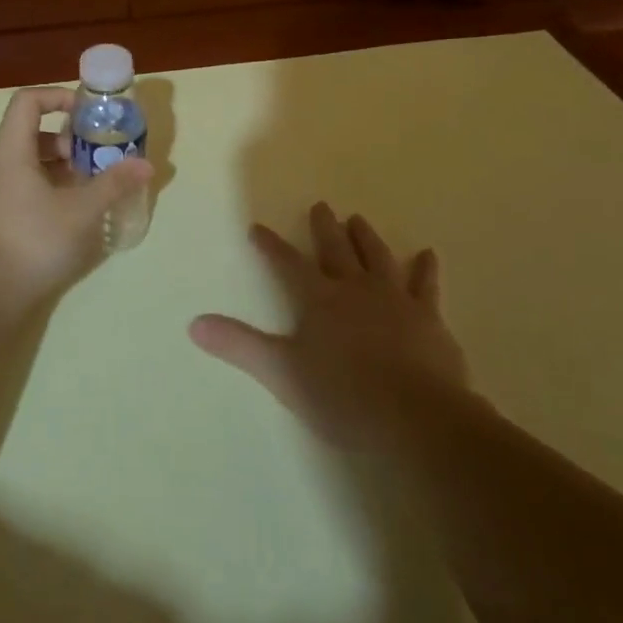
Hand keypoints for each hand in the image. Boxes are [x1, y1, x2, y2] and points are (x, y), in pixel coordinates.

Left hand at [0, 87, 150, 318]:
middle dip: (69, 140)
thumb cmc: (32, 241)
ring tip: (92, 187)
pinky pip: (24, 189)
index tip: (88, 114)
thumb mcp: (81, 211)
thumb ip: (113, 184)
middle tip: (98, 158)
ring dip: (62, 168)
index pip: (28, 101)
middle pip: (32, 134)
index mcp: (11, 151)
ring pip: (30, 165)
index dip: (59, 97)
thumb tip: (146, 164)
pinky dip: (50, 190)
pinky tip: (73, 215)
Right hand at [190, 203, 467, 448]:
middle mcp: (355, 290)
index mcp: (318, 300)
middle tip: (320, 206)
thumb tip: (194, 324)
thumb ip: (239, 345)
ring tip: (358, 219)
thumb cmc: (341, 396)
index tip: (256, 227)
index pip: (287, 264)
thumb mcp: (281, 372)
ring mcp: (395, 301)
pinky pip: (426, 286)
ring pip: (377, 258)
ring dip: (366, 238)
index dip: (270, 246)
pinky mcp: (429, 319)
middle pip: (336, 250)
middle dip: (324, 228)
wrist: (415, 417)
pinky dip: (425, 269)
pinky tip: (428, 254)